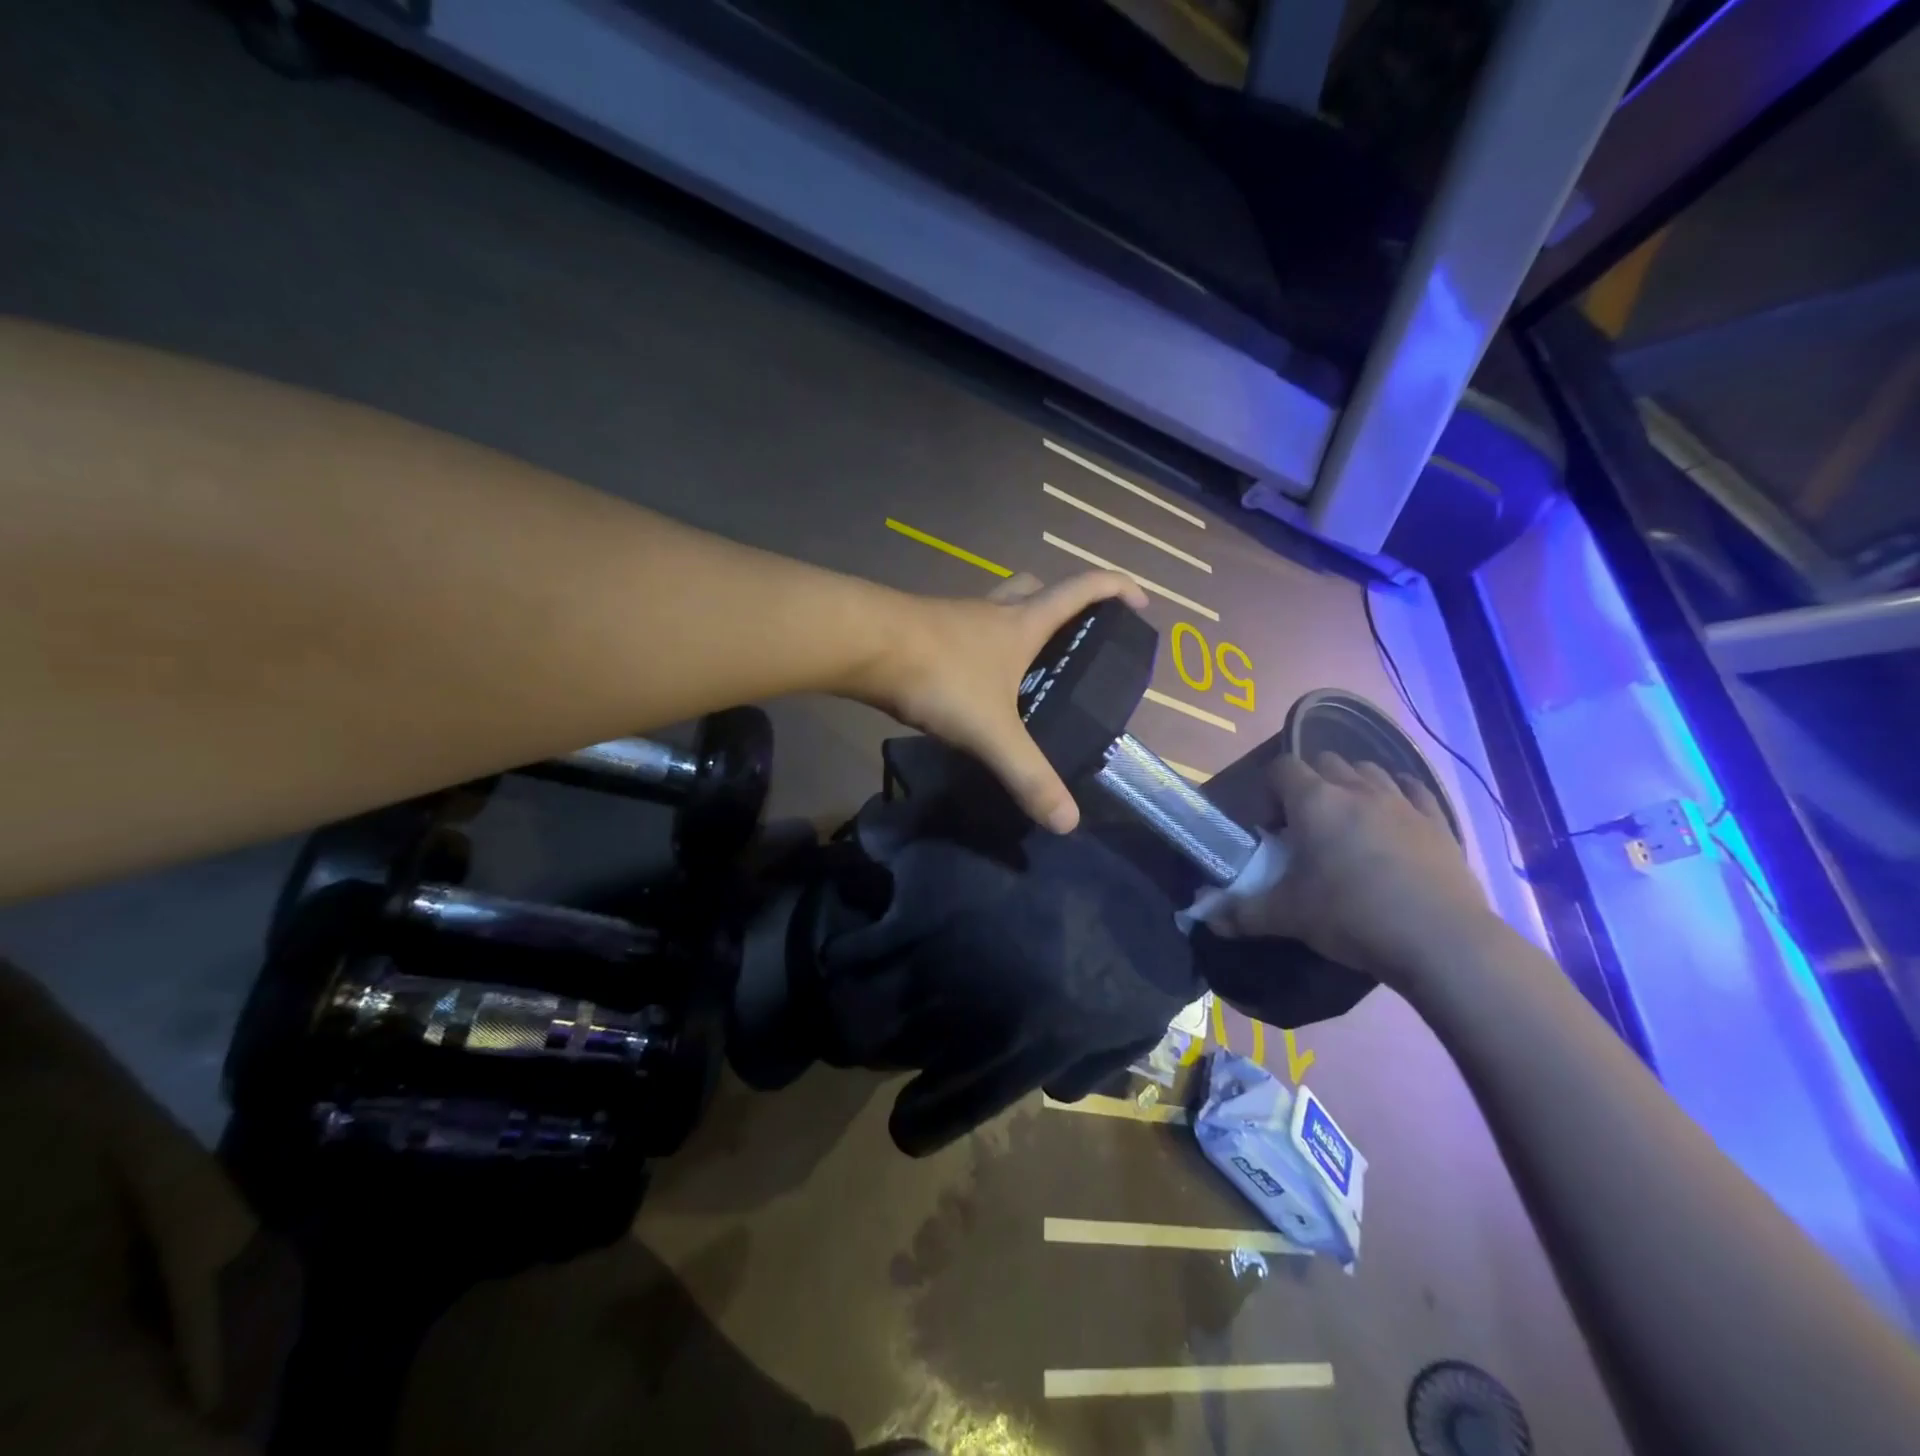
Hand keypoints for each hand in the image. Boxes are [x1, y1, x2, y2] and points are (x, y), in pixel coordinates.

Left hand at [858, 570, 1147, 831]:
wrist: (862, 645)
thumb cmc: (940, 675)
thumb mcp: (993, 732)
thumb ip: (1029, 776)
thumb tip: (1068, 822)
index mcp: (1021, 624)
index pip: (1082, 590)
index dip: (1116, 589)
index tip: (1141, 603)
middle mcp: (992, 612)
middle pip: (1034, 589)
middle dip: (1059, 602)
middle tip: (1070, 637)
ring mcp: (953, 617)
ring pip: (994, 608)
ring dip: (1013, 624)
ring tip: (1022, 667)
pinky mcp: (921, 630)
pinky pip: (961, 630)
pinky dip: (976, 646)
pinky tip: (970, 681)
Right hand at [1220, 752, 1494, 984]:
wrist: (1439, 940)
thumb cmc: (1351, 916)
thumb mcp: (1287, 917)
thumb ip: (1243, 913)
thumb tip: (1209, 919)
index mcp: (1314, 801)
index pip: (1281, 769)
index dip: (1269, 790)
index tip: (1269, 826)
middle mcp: (1357, 789)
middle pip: (1325, 761)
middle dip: (1309, 783)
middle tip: (1304, 824)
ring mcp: (1403, 802)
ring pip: (1369, 770)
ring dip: (1351, 784)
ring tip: (1347, 821)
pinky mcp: (1438, 822)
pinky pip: (1414, 790)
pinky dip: (1398, 794)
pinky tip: (1393, 816)